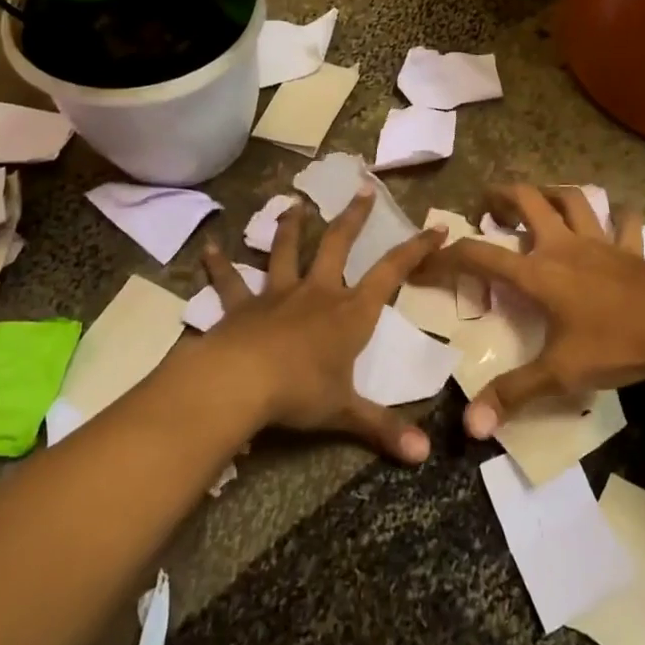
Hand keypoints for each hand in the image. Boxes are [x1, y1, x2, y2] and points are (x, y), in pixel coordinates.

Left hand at [188, 188, 447, 463]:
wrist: (240, 381)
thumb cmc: (300, 391)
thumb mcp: (345, 411)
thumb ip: (383, 428)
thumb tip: (424, 456)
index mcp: (350, 312)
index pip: (392, 273)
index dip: (416, 249)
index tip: (437, 227)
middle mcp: (317, 293)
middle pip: (338, 244)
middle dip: (354, 217)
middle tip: (361, 188)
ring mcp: (277, 295)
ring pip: (286, 251)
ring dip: (290, 226)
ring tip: (294, 203)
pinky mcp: (241, 306)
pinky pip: (229, 281)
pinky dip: (219, 264)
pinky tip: (207, 247)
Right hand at [418, 184, 644, 438]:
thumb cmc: (619, 344)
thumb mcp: (562, 373)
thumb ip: (514, 394)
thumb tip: (470, 426)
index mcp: (539, 272)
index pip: (480, 255)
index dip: (447, 255)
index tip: (425, 259)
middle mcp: (564, 246)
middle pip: (528, 201)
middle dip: (501, 196)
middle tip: (486, 206)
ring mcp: (601, 242)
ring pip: (573, 199)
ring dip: (551, 193)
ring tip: (538, 199)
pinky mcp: (631, 249)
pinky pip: (625, 222)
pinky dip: (618, 216)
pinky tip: (616, 219)